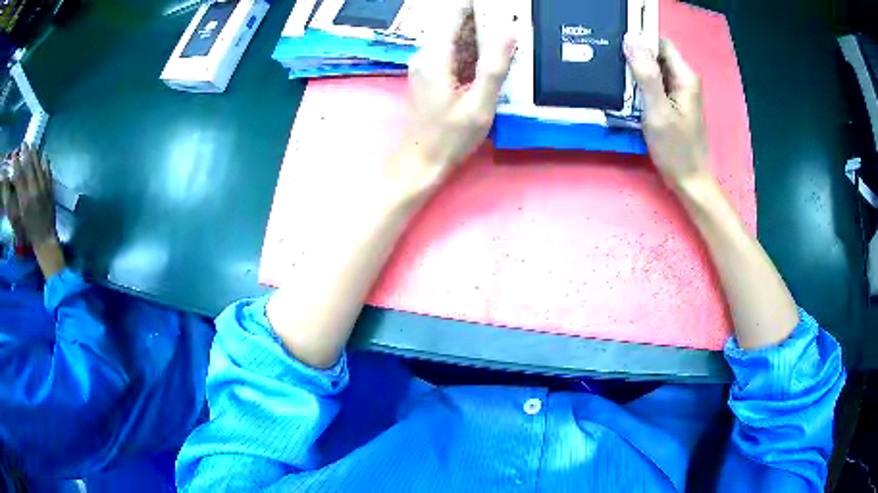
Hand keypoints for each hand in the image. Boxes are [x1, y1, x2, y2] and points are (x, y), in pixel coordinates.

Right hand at [7, 144, 56, 246]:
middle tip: (23, 144)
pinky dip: (45, 161)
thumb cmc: (28, 232)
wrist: (44, 239)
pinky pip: (47, 170)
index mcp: (24, 201)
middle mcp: (33, 192)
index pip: (19, 177)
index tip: (14, 157)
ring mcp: (43, 188)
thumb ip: (12, 204)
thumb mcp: (17, 221)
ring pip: (38, 165)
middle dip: (25, 153)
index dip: (16, 165)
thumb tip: (8, 189)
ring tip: (31, 146)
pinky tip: (43, 153)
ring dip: (34, 154)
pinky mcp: (50, 188)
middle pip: (28, 167)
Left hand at [397, 0, 514, 191]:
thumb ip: (494, 68)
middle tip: (511, 19)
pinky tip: (492, 57)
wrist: (421, 161)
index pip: (454, 16)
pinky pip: (454, 53)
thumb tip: (510, 33)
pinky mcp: (430, 75)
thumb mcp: (479, 105)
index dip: (474, 6)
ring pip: (456, 39)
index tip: (498, 5)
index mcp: (436, 57)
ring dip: (480, 35)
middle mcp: (426, 55)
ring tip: (508, 34)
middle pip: (455, 25)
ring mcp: (426, 65)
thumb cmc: (450, 137)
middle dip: (483, 20)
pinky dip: (473, 51)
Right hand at [624, 34, 709, 187]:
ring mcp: (680, 92)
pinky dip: (640, 85)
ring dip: (635, 71)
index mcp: (685, 76)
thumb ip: (646, 75)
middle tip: (611, 65)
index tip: (616, 46)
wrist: (690, 181)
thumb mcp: (657, 111)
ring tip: (615, 78)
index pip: (659, 42)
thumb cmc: (676, 150)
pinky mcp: (675, 103)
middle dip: (634, 56)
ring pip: (654, 69)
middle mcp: (684, 79)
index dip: (638, 40)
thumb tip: (631, 38)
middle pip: (656, 54)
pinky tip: (627, 93)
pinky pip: (655, 84)